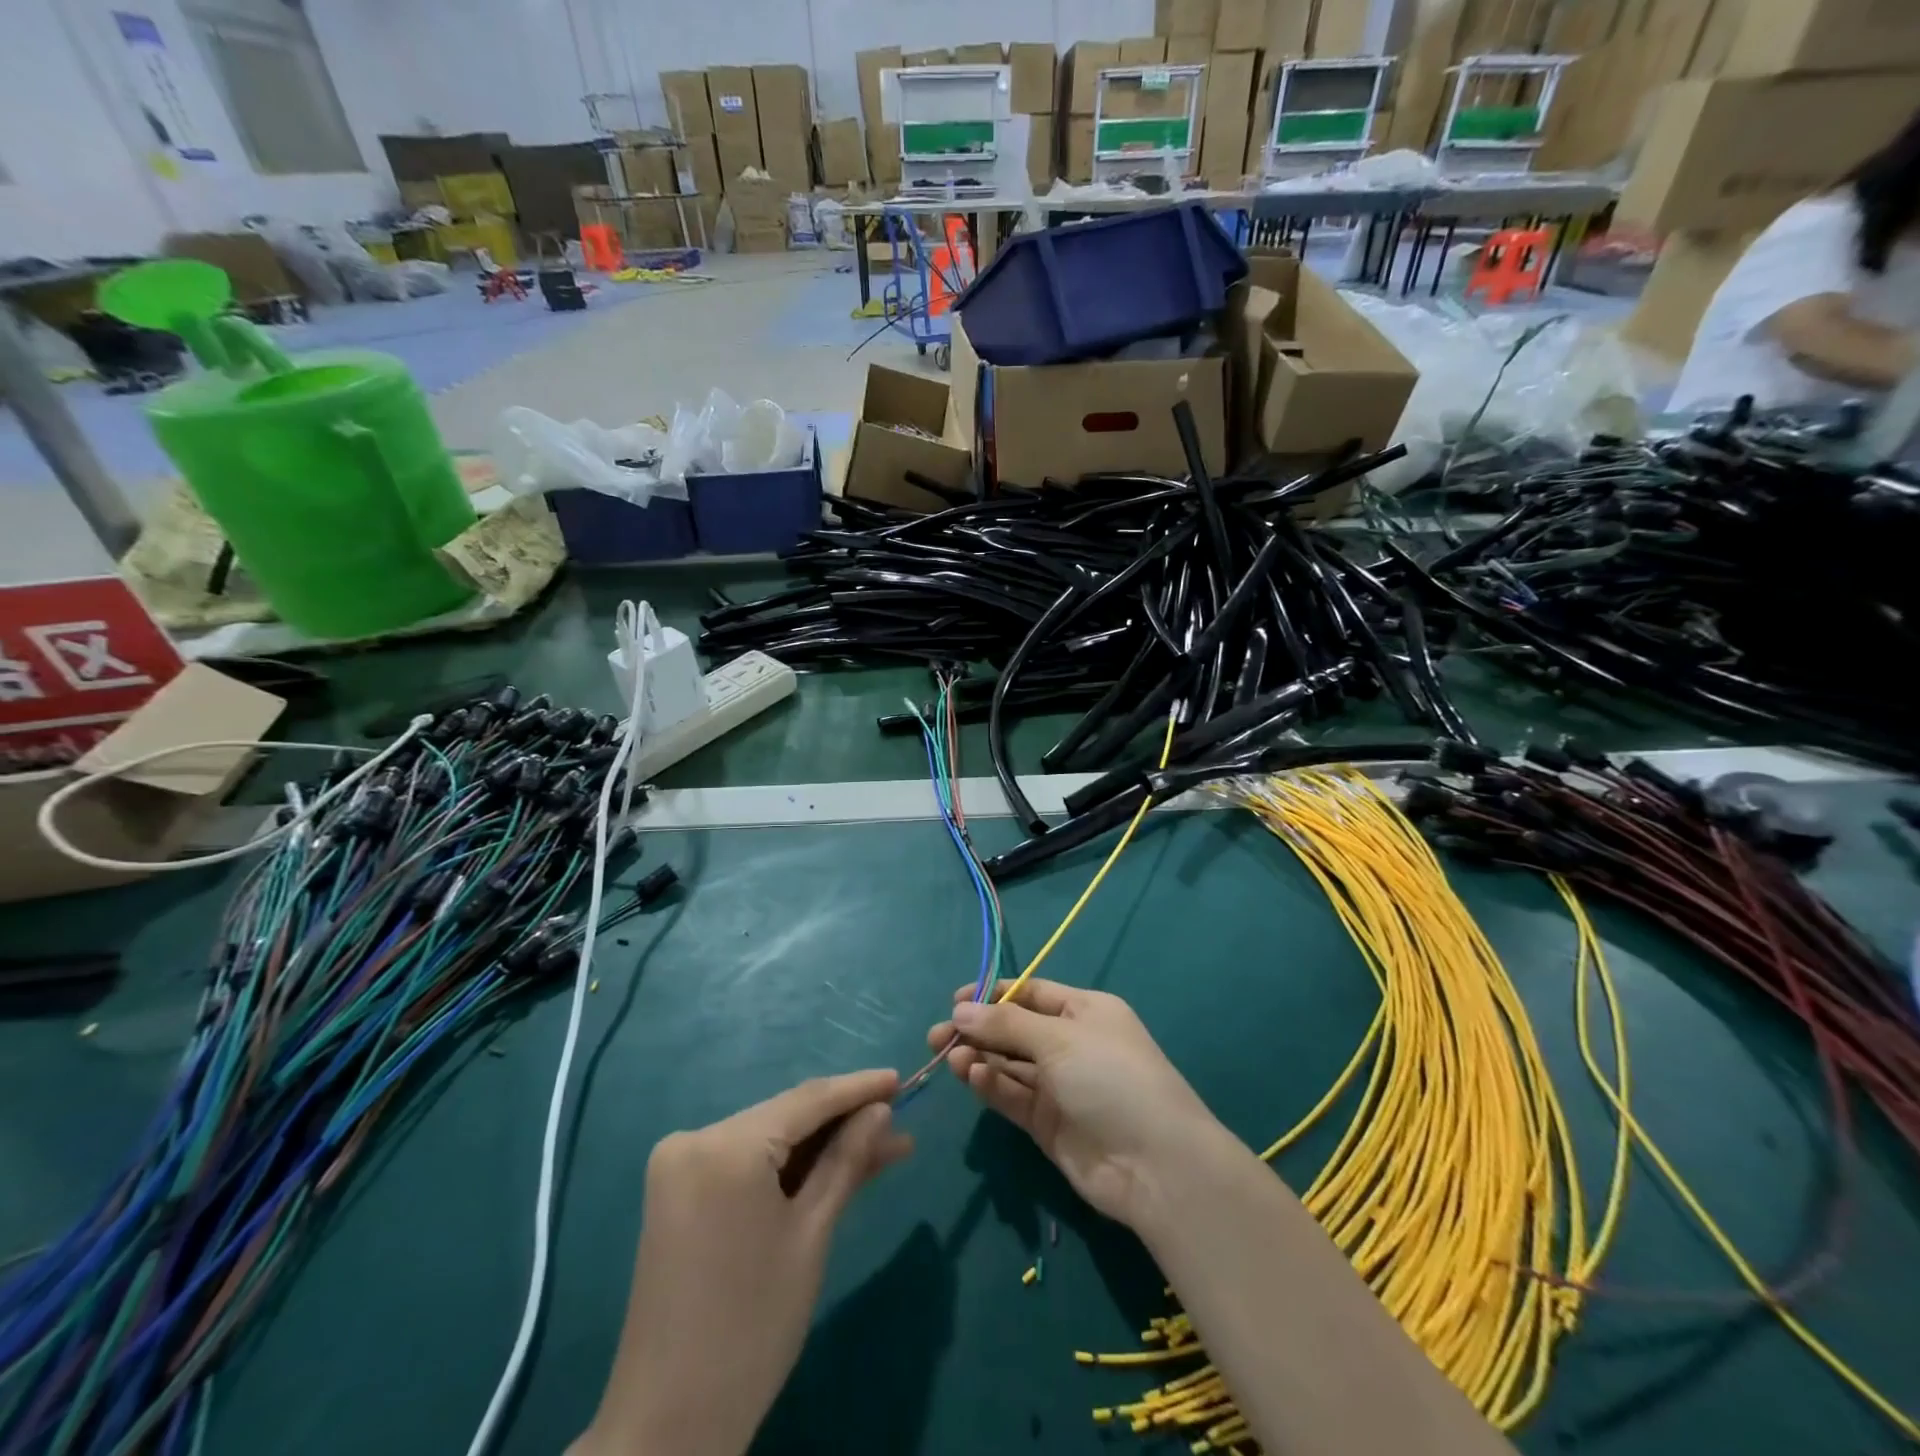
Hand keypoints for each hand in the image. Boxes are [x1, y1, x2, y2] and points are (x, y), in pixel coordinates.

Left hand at [574, 1070, 912, 1455]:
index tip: (901, 1078)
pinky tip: (835, 1168)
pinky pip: (747, 1163)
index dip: (858, 1088)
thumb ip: (846, 1161)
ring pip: (769, 1140)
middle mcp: (695, 1139)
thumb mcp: (811, 1235)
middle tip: (900, 1121)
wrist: (669, 1424)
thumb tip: (881, 1110)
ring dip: (821, 1146)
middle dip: (844, 1121)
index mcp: (724, 1146)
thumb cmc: (752, 1326)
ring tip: (884, 1147)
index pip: (806, 1101)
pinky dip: (789, 1167)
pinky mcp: (679, 1191)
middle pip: (786, 1117)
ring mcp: (681, 1165)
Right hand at [927, 980, 1229, 1228]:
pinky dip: (991, 1086)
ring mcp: (1060, 1086)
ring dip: (979, 1058)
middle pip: (1015, 1029)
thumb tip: (960, 1009)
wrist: (1155, 1166)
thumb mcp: (1059, 1039)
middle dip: (978, 1029)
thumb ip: (1006, 1024)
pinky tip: (971, 1077)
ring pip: (1009, 1064)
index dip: (993, 995)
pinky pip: (1013, 1096)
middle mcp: (1071, 1044)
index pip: (1031, 994)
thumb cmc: (1111, 1078)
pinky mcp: (1048, 1124)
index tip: (955, 1001)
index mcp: (1085, 1011)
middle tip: (936, 1036)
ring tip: (949, 1057)